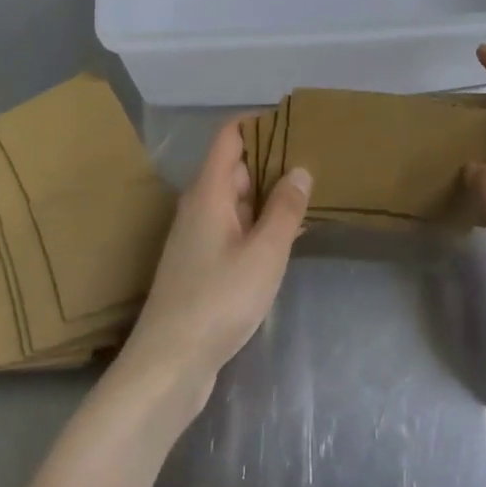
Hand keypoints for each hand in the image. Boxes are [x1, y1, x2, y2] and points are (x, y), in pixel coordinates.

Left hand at [117, 119, 311, 408]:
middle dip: (272, 160)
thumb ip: (285, 209)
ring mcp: (198, 236)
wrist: (170, 363)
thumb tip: (300, 168)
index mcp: (209, 192)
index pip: (230, 137)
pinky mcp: (202, 263)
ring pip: (237, 200)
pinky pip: (235, 228)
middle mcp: (200, 206)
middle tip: (316, 160)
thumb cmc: (219, 300)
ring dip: (269, 195)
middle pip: (235, 167)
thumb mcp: (264, 253)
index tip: (294, 123)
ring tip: (311, 193)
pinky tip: (289, 235)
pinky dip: (260, 223)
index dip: (259, 123)